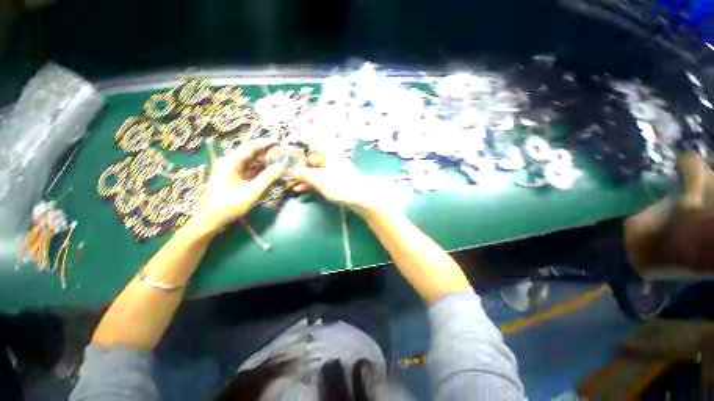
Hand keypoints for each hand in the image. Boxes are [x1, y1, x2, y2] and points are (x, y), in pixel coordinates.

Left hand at [190, 140, 282, 233]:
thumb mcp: (251, 193)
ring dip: (264, 162)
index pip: (250, 147)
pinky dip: (259, 170)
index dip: (266, 143)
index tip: (280, 142)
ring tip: (279, 163)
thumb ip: (267, 178)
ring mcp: (229, 169)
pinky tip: (270, 173)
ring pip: (250, 161)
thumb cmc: (229, 206)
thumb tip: (282, 166)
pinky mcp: (232, 176)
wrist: (209, 219)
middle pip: (250, 152)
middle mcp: (229, 162)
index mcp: (231, 162)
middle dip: (267, 153)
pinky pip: (248, 169)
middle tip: (282, 154)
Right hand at [293, 147, 381, 212]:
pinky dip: (311, 183)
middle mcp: (330, 158)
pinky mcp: (335, 180)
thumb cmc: (338, 184)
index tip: (290, 141)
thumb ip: (303, 173)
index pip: (313, 140)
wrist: (359, 197)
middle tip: (286, 170)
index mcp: (328, 152)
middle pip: (312, 158)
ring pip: (315, 170)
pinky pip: (320, 179)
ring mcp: (333, 170)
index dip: (302, 138)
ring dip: (303, 176)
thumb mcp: (318, 179)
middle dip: (299, 164)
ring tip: (290, 183)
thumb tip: (293, 170)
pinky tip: (300, 189)